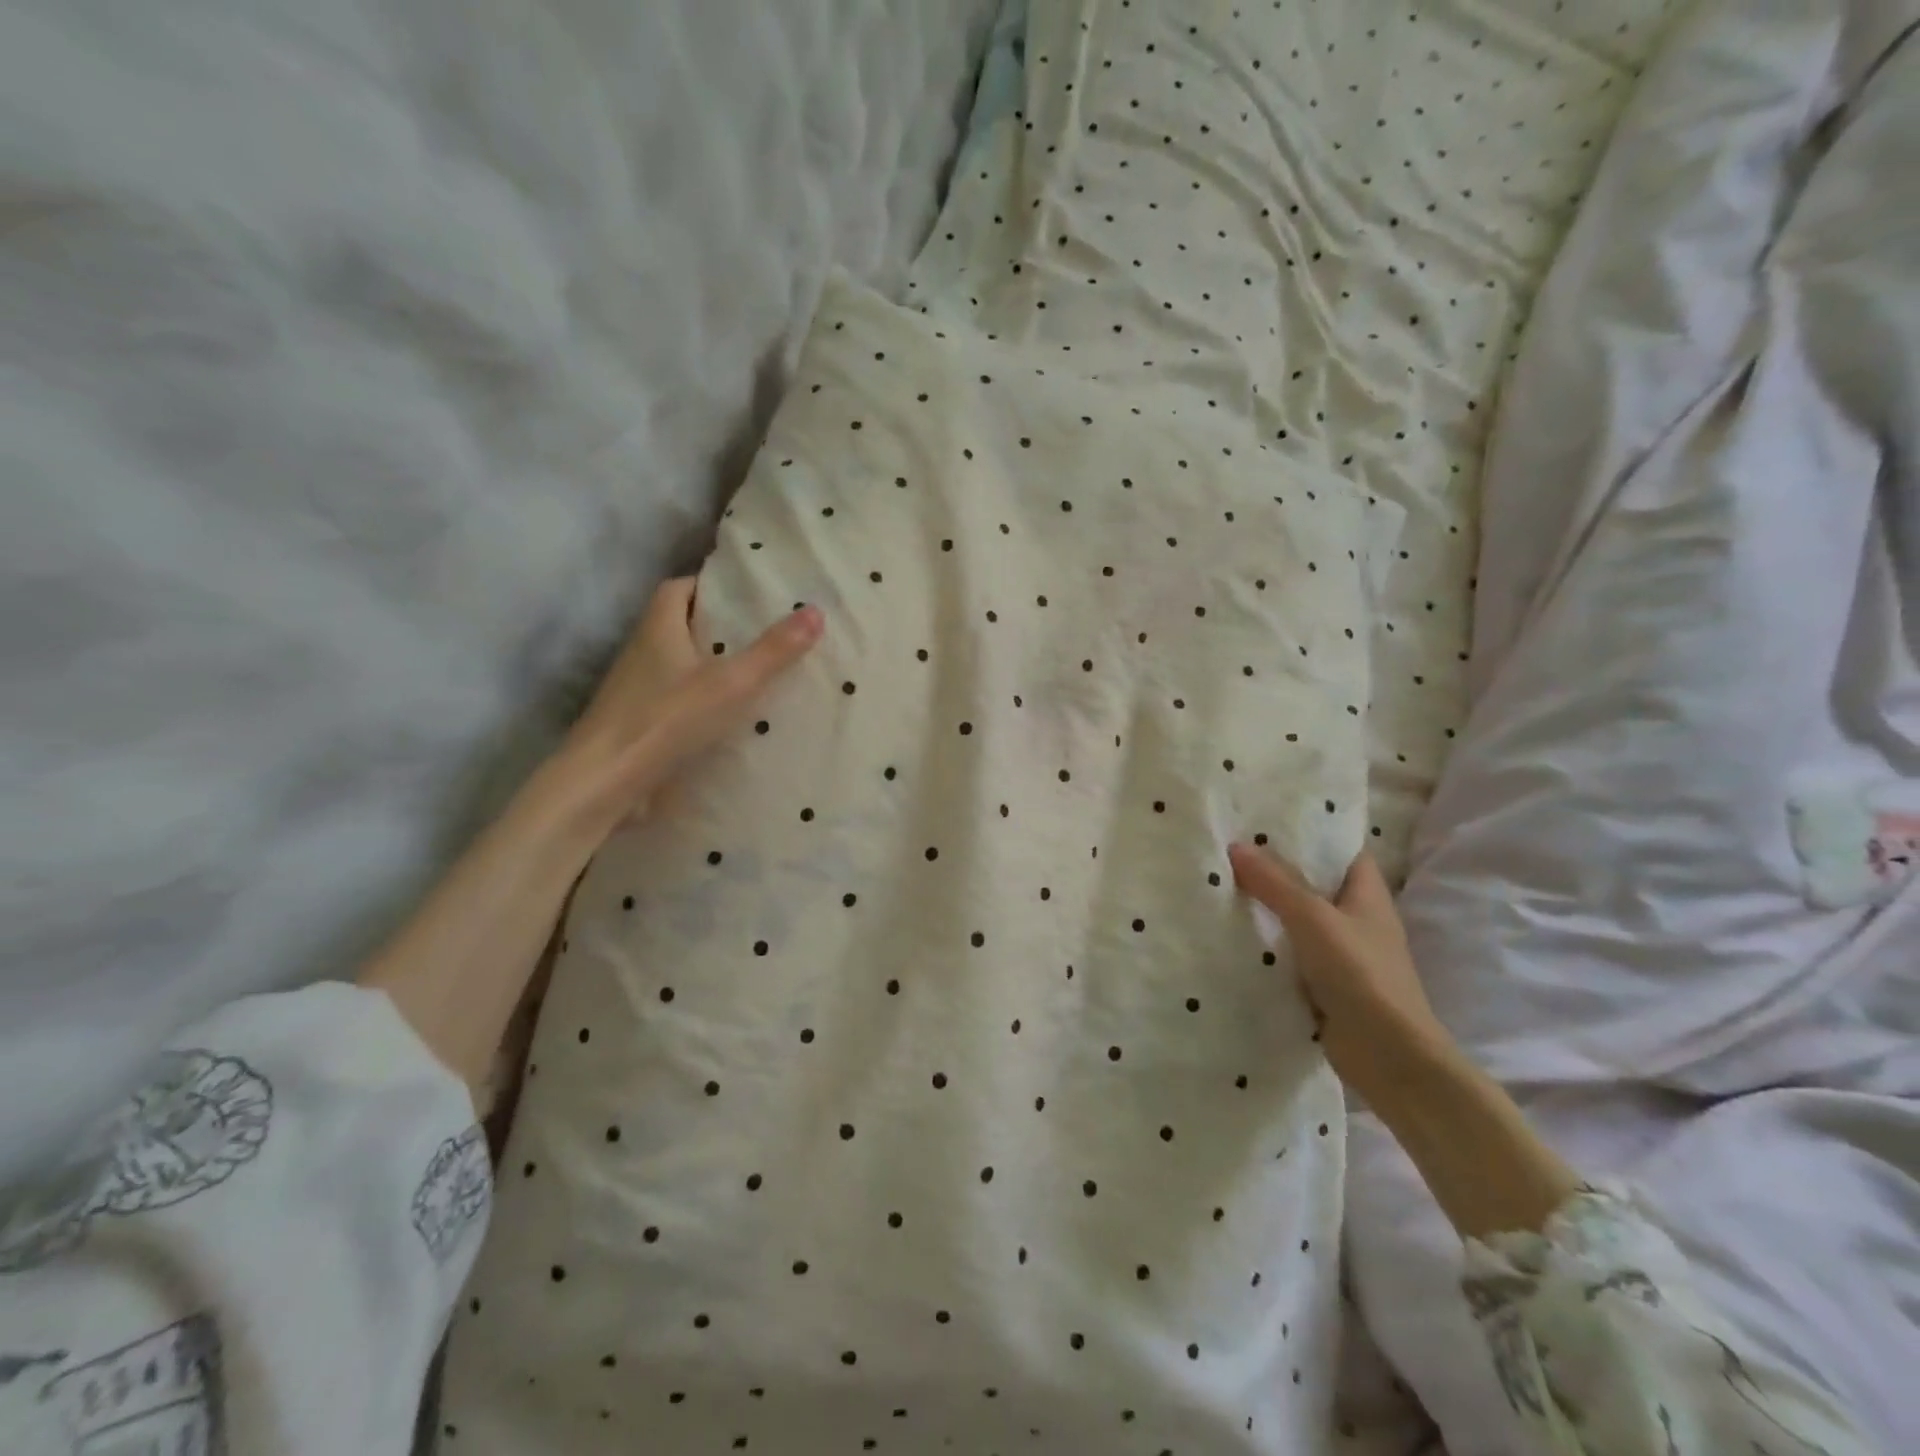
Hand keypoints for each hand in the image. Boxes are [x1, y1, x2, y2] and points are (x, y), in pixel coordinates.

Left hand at [555, 578, 823, 834]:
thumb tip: (815, 610)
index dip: (709, 586)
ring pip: (677, 665)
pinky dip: (700, 701)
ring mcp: (635, 690)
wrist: (605, 782)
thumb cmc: (666, 720)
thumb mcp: (732, 683)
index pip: (679, 589)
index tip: (744, 594)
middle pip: (679, 626)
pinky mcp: (638, 724)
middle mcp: (642, 652)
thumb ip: (773, 651)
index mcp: (658, 628)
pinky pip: (674, 700)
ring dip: (708, 666)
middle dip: (716, 627)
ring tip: (755, 674)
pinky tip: (729, 718)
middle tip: (762, 633)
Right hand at [1228, 846, 1446, 1107]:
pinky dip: (1268, 946)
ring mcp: (1342, 955)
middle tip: (1231, 850)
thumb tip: (1236, 846)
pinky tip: (1233, 936)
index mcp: (1368, 895)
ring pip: (1299, 921)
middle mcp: (1357, 920)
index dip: (1312, 835)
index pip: (1342, 852)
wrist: (1390, 1057)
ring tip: (1222, 886)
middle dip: (1277, 871)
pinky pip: (1291, 955)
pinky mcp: (1326, 986)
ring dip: (1269, 910)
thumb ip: (1275, 883)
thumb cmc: (1361, 975)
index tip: (1268, 822)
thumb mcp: (1313, 919)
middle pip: (1315, 885)